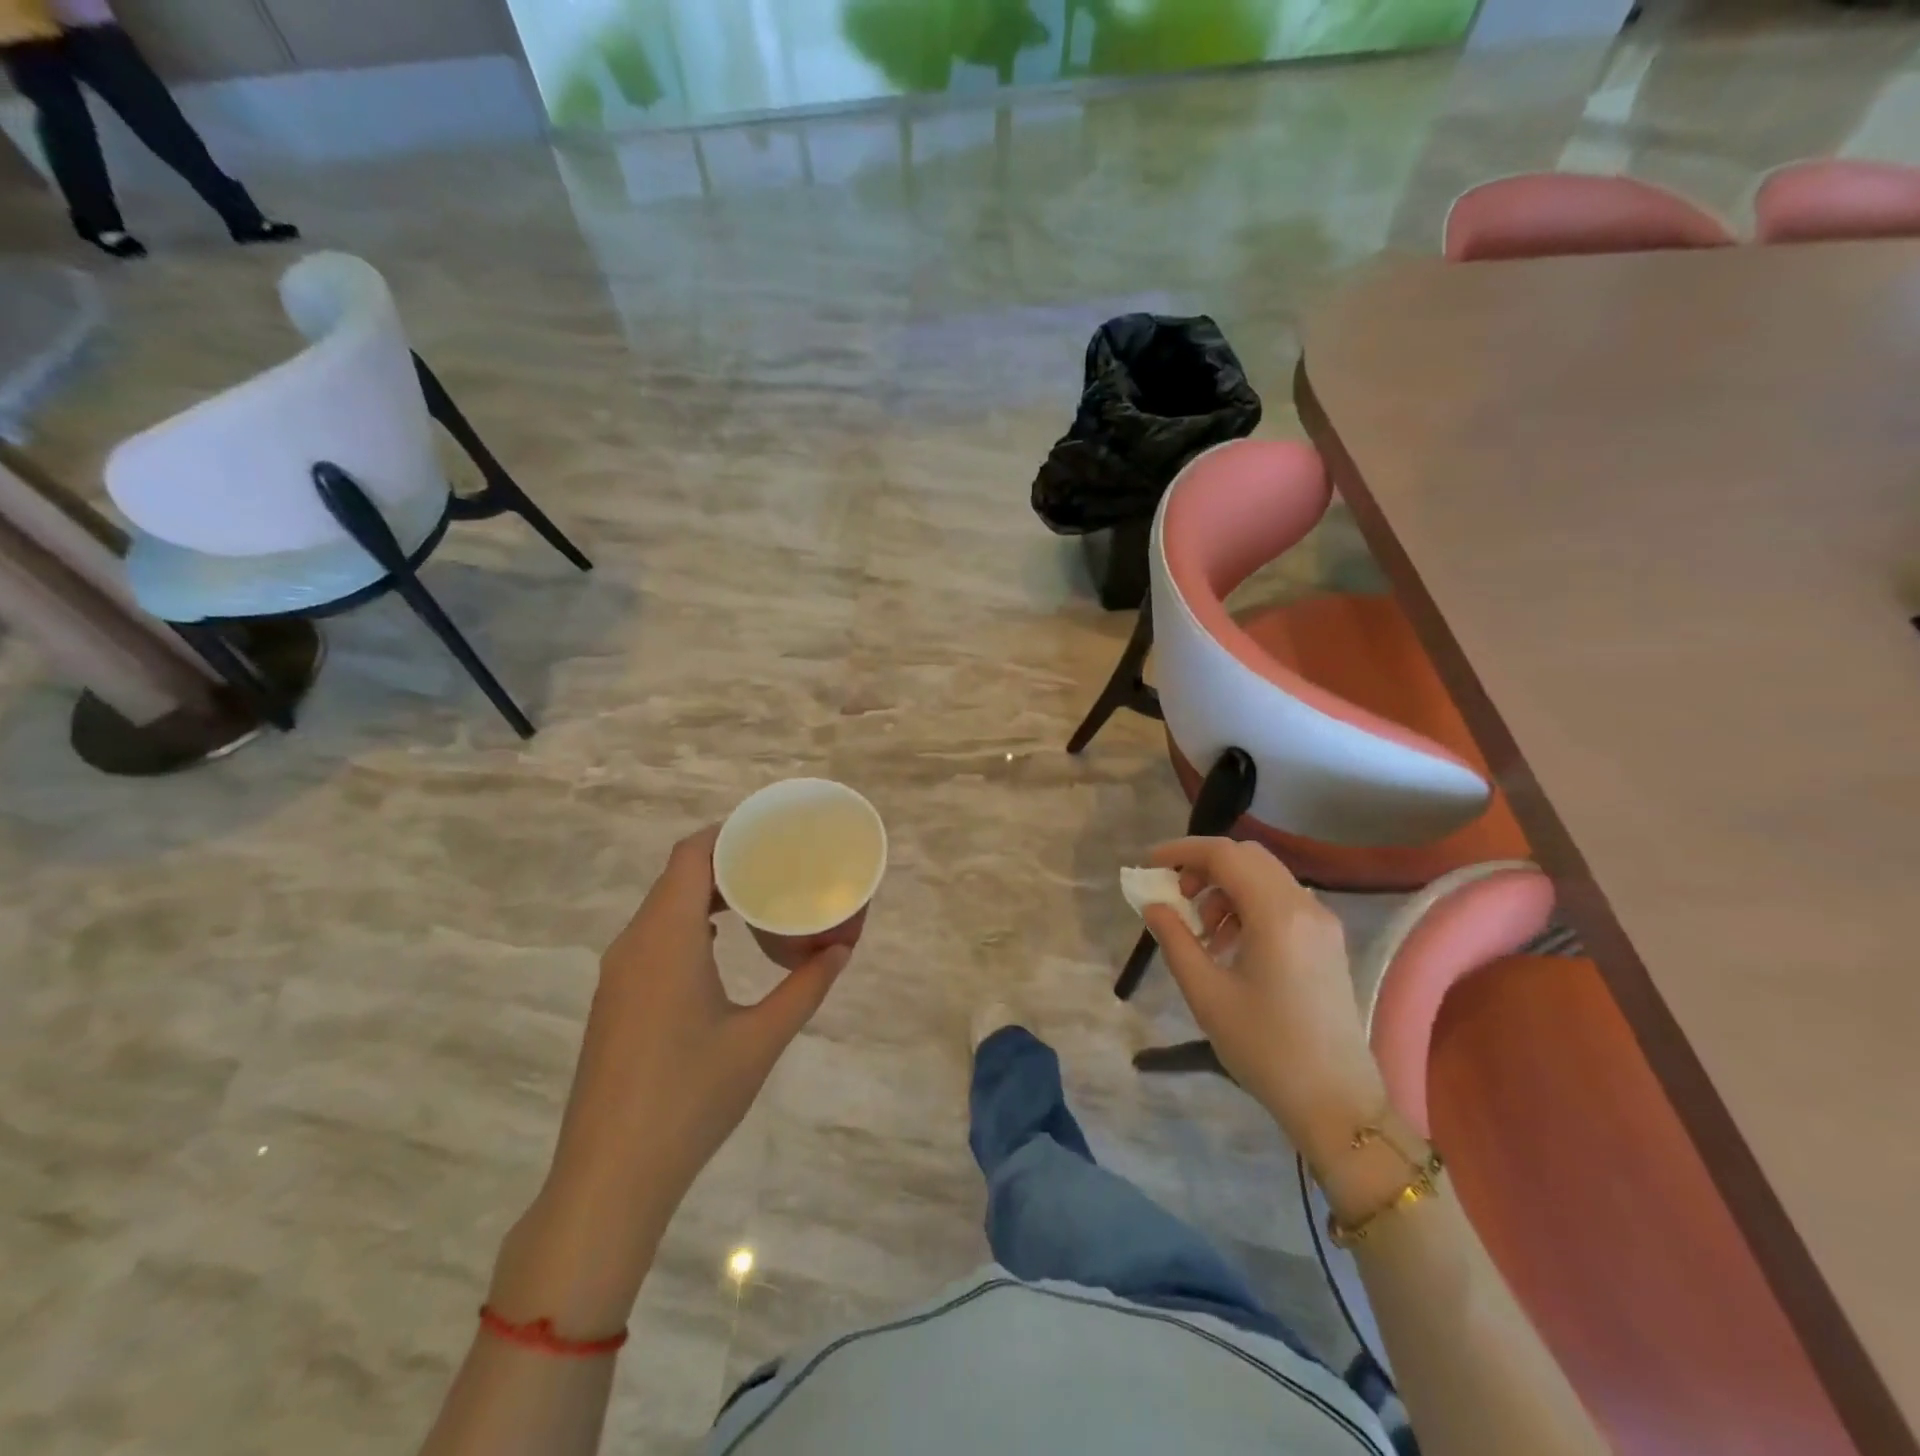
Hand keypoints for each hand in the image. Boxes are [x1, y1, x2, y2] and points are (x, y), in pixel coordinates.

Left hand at [490, 826, 850, 1333]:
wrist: (609, 1177)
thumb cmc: (690, 1098)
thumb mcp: (761, 1039)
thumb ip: (806, 988)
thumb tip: (842, 950)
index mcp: (666, 939)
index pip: (690, 855)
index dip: (728, 833)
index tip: (770, 831)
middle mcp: (634, 944)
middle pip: (676, 875)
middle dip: (725, 861)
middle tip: (777, 862)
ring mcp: (618, 974)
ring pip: (662, 908)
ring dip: (705, 894)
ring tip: (756, 897)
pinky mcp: (615, 1000)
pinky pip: (652, 937)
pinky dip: (688, 924)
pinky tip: (719, 945)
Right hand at [1142, 837, 1387, 1169]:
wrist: (1338, 1103)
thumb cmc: (1265, 1048)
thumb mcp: (1206, 994)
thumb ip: (1174, 939)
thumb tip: (1153, 905)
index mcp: (1277, 915)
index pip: (1225, 855)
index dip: (1182, 851)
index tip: (1150, 865)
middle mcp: (1306, 906)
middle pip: (1247, 858)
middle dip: (1204, 866)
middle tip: (1176, 896)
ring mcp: (1322, 923)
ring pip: (1265, 877)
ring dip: (1225, 887)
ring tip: (1202, 931)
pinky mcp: (1328, 941)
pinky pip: (1281, 901)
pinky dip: (1248, 905)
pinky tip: (1230, 944)